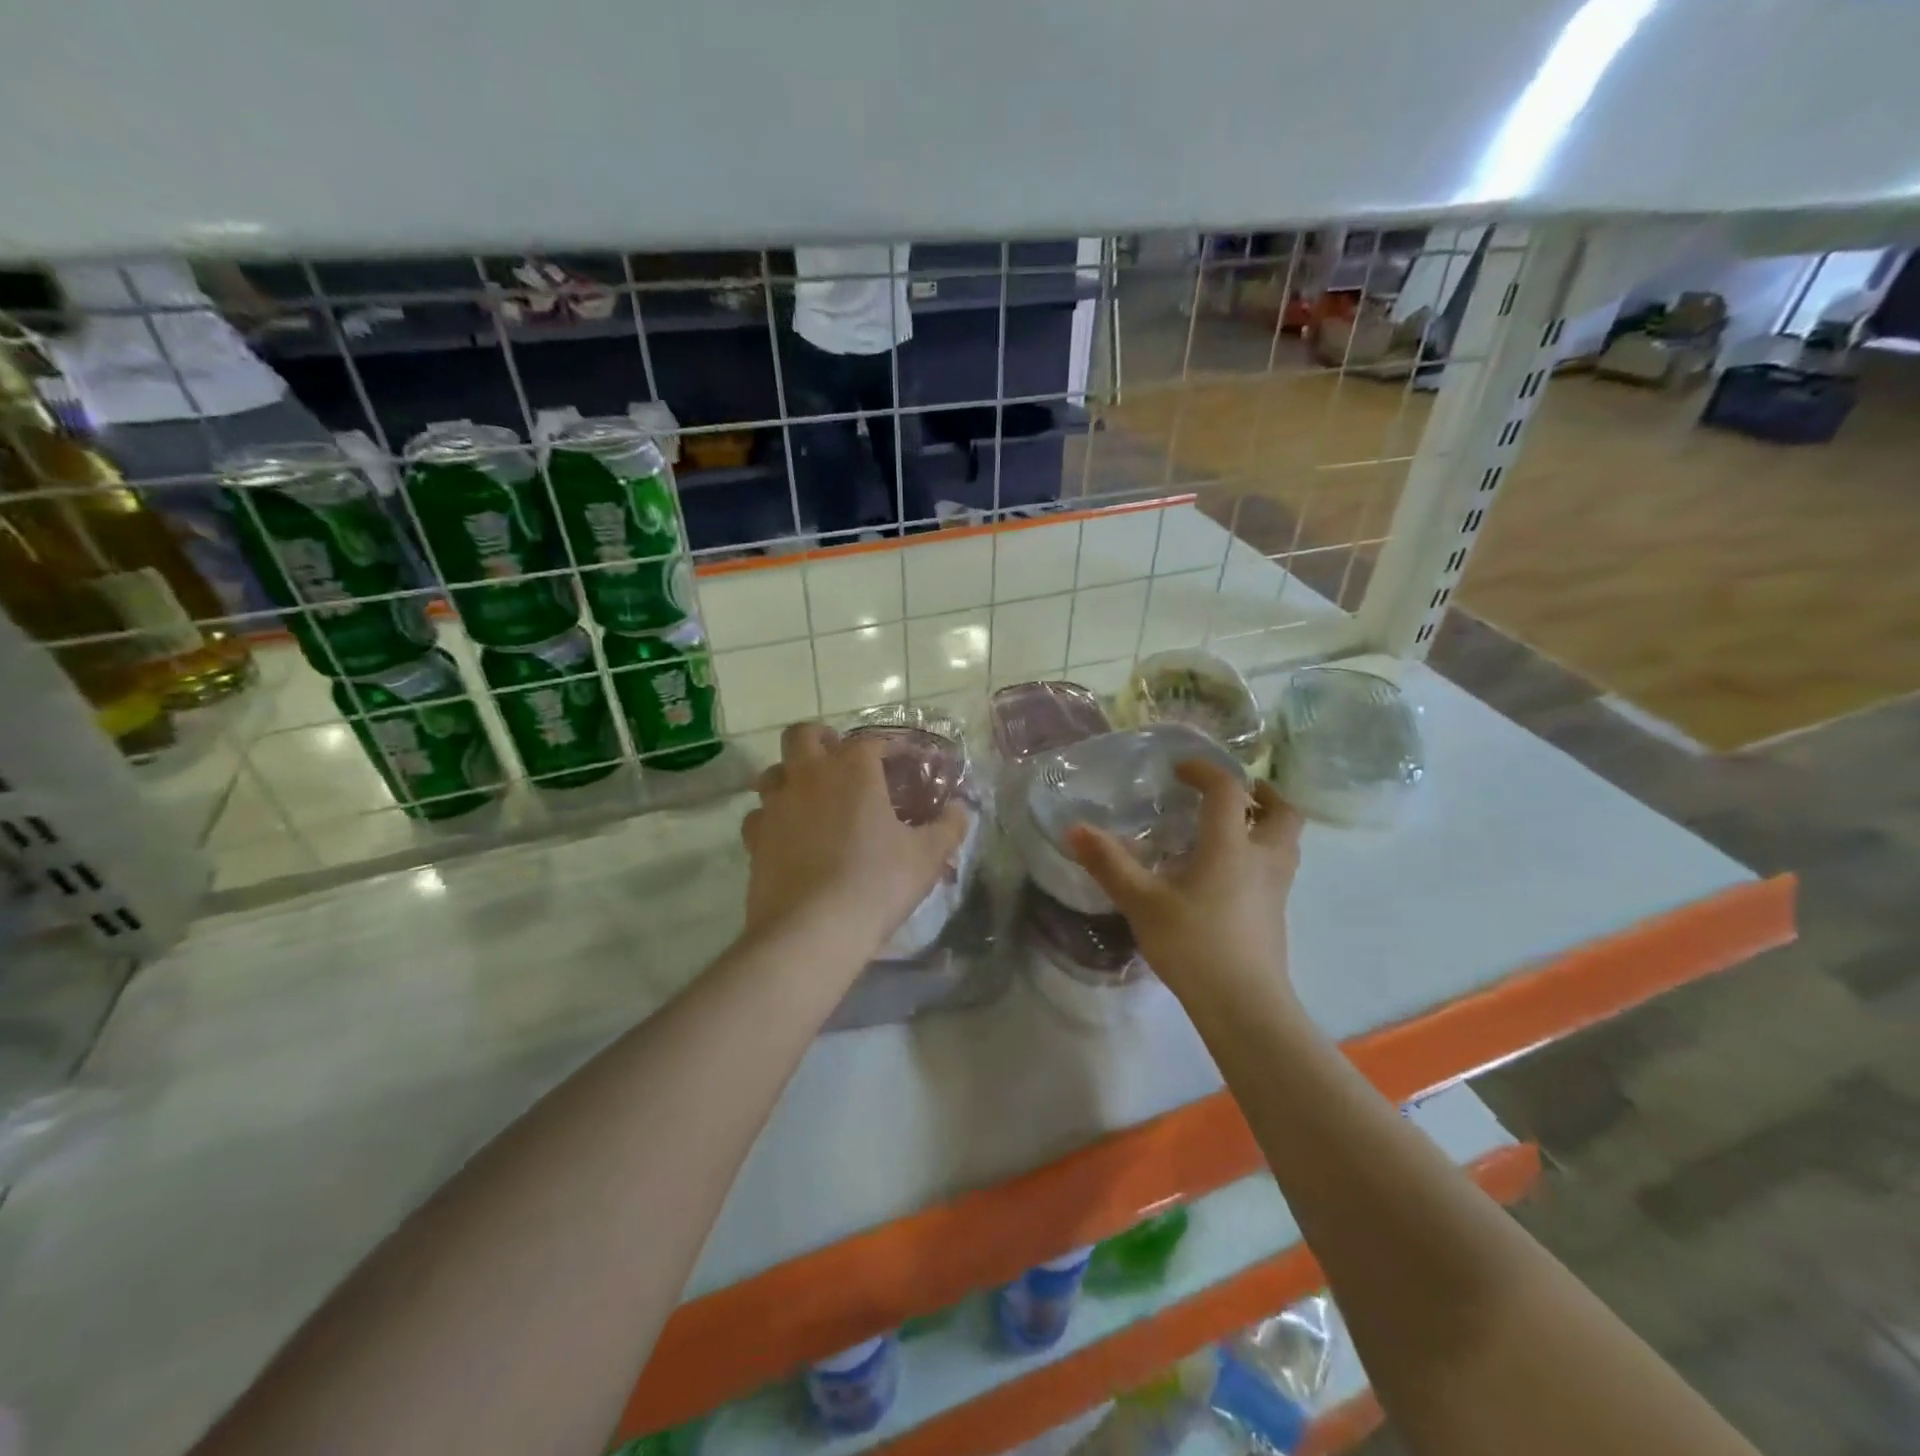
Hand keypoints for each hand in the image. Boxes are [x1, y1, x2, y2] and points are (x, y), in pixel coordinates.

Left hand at [740, 722, 968, 958]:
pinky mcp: (754, 839)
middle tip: (839, 761)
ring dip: (791, 776)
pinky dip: (773, 818)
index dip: (888, 748)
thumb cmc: (877, 883)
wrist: (812, 930)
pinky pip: (759, 815)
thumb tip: (960, 810)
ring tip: (812, 798)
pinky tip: (789, 836)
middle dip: (821, 740)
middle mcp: (809, 776)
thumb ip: (948, 827)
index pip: (870, 742)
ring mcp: (776, 806)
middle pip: (803, 736)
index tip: (903, 762)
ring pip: (773, 772)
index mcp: (852, 769)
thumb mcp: (927, 856)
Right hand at [1067, 759, 1303, 1010]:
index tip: (1181, 769)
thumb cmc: (1193, 945)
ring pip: (1286, 842)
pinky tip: (1228, 874)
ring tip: (1234, 828)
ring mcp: (1276, 890)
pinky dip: (1261, 855)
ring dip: (1267, 824)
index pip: (1228, 790)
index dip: (1206, 771)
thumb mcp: (1142, 903)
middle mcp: (1263, 859)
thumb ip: (1109, 864)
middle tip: (1233, 793)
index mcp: (1231, 846)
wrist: (1243, 1006)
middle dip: (1262, 793)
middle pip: (1283, 812)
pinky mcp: (1276, 916)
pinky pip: (1277, 868)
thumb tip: (1074, 829)